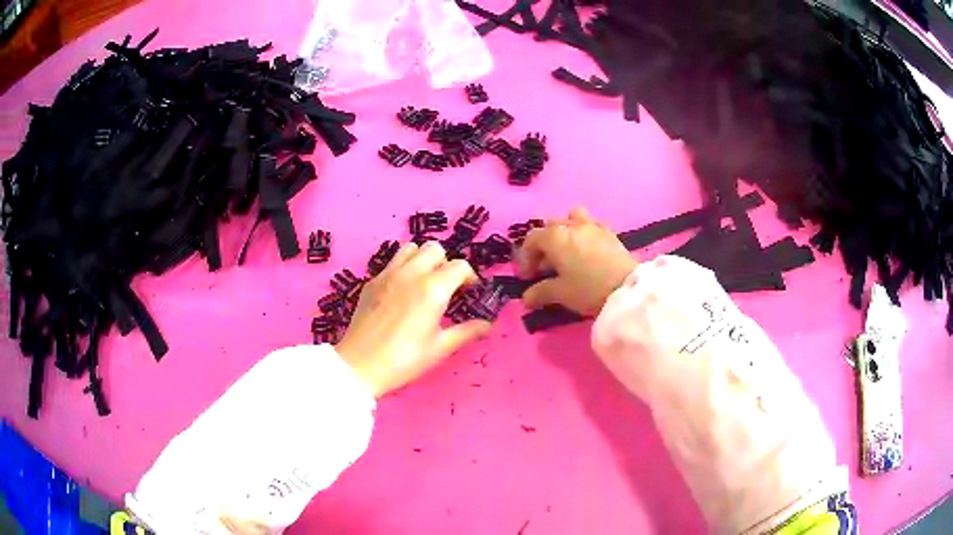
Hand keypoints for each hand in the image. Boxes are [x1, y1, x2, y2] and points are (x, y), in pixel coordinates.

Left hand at [336, 241, 491, 397]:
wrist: (360, 365)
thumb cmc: (404, 359)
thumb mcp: (440, 348)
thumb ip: (466, 332)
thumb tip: (487, 325)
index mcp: (432, 288)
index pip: (459, 266)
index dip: (469, 277)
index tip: (469, 293)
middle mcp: (411, 273)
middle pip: (435, 248)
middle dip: (446, 263)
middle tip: (447, 286)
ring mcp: (388, 274)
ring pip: (411, 248)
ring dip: (423, 259)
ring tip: (424, 282)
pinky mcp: (372, 281)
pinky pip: (392, 262)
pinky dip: (403, 268)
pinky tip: (402, 292)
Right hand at [518, 207, 636, 315]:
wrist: (627, 288)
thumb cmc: (588, 289)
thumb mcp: (561, 293)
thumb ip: (541, 293)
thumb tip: (526, 298)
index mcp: (555, 237)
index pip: (532, 239)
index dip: (525, 258)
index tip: (527, 277)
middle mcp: (572, 225)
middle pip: (550, 227)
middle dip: (544, 245)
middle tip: (545, 267)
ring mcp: (593, 226)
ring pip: (572, 218)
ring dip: (565, 231)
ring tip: (567, 251)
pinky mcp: (610, 232)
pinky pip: (592, 225)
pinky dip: (585, 234)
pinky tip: (588, 251)